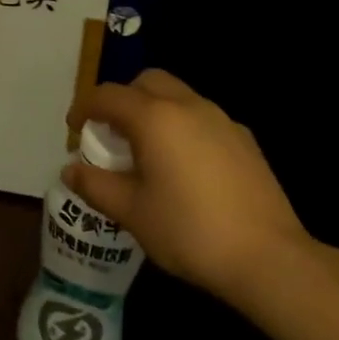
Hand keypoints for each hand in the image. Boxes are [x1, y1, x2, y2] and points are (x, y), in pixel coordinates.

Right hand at [64, 69, 314, 303]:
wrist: (268, 257)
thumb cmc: (188, 230)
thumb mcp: (131, 212)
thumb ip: (95, 186)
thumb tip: (70, 171)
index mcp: (155, 117)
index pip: (108, 95)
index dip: (85, 108)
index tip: (74, 129)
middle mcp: (188, 106)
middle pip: (147, 82)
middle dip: (123, 99)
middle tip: (111, 134)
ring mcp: (222, 120)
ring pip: (178, 96)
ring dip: (154, 111)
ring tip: (146, 152)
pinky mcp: (245, 140)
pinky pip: (202, 118)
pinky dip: (182, 127)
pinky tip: (184, 167)